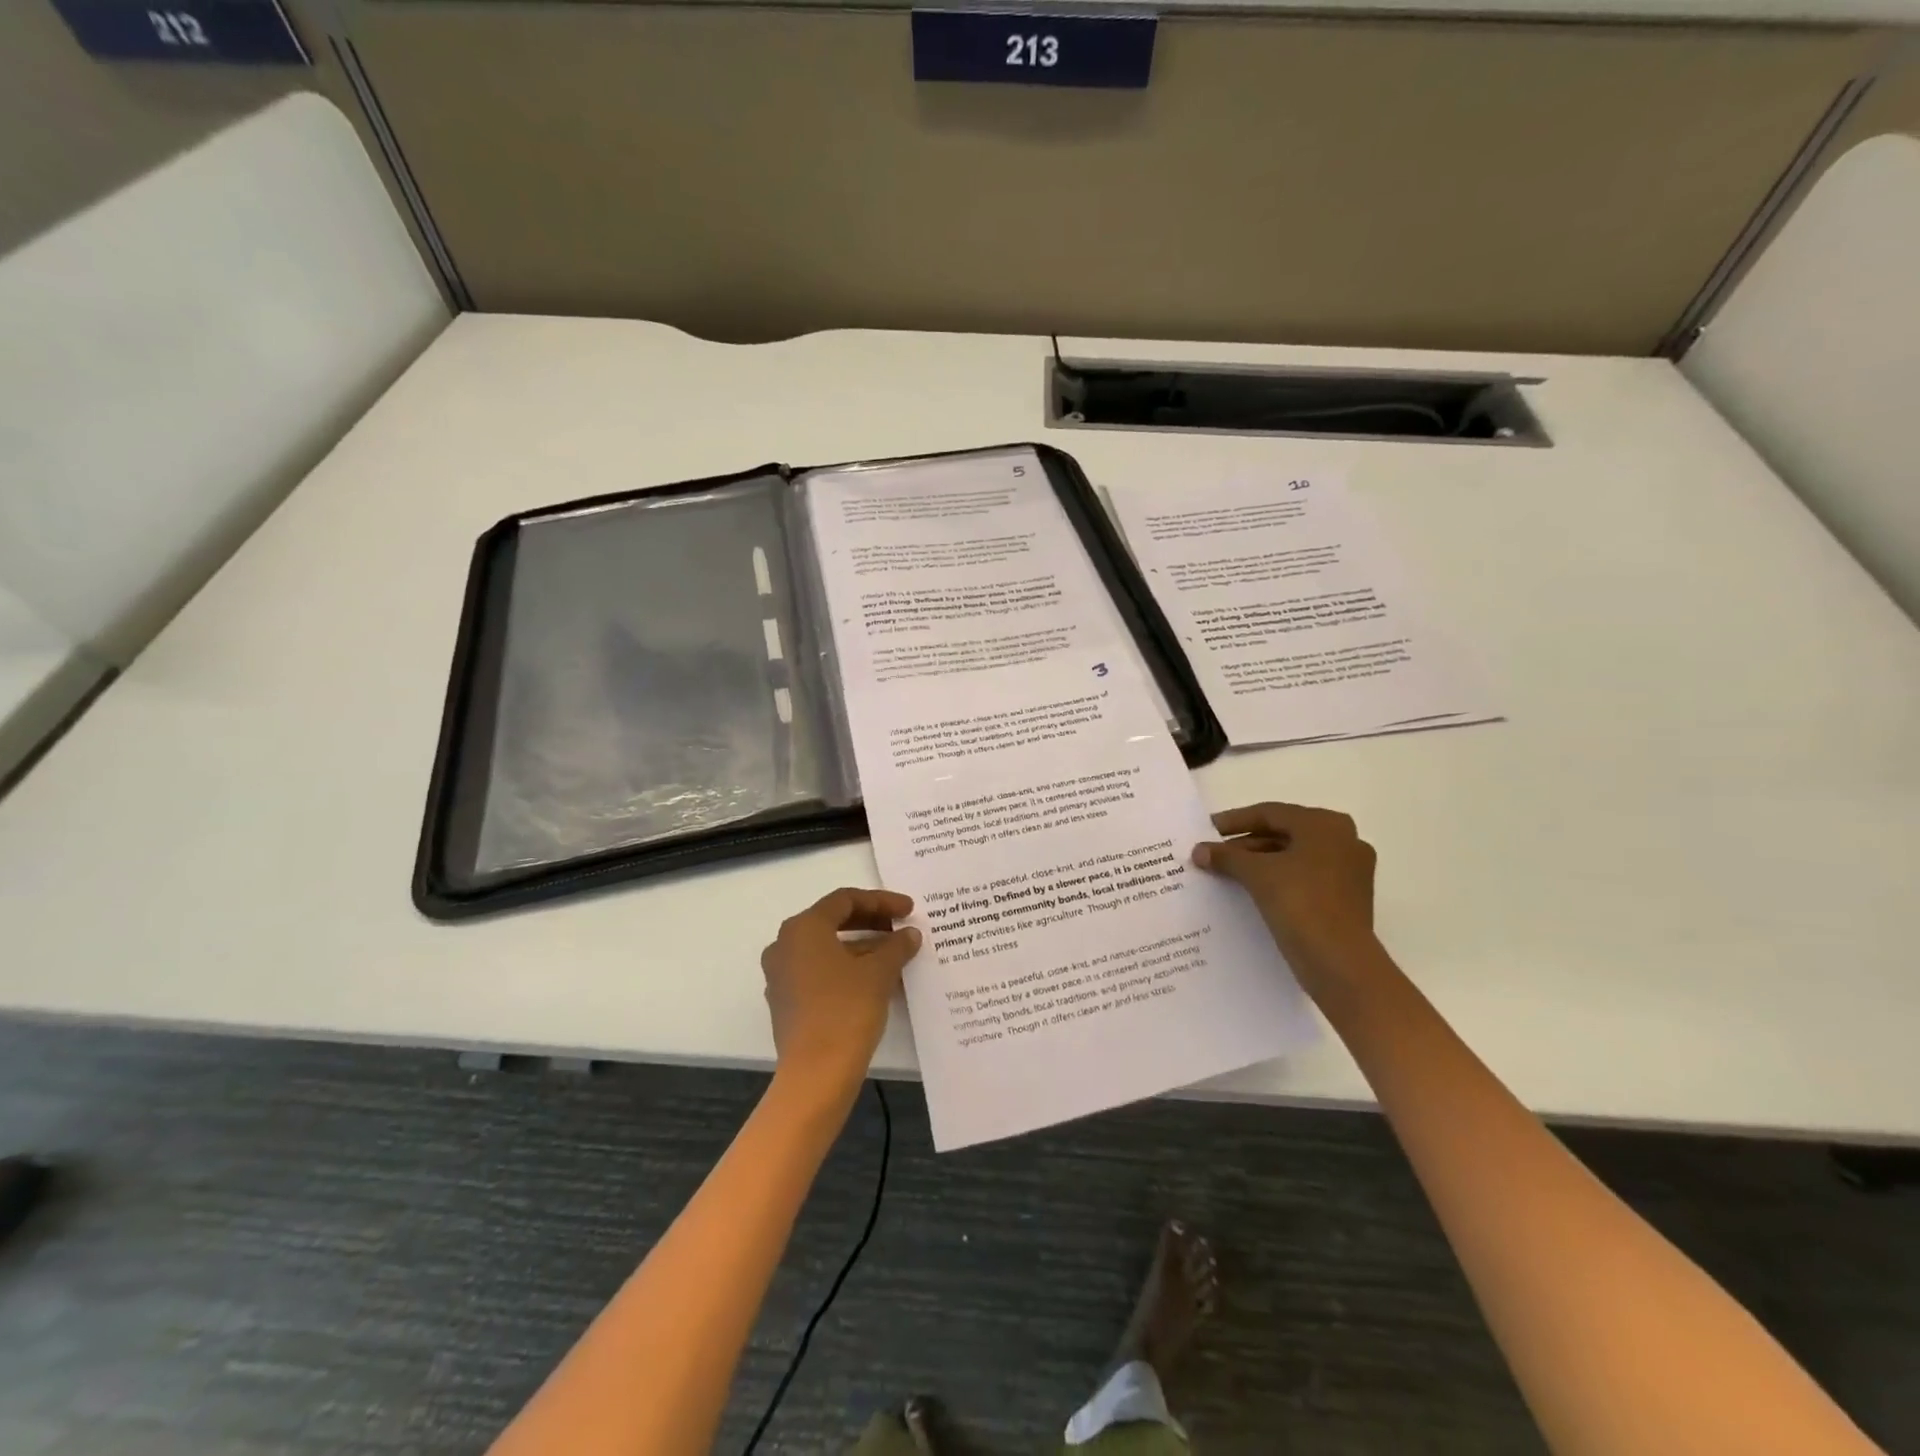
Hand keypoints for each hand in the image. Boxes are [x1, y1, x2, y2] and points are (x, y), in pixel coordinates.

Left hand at [761, 887, 920, 1090]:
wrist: (816, 1073)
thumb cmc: (846, 1010)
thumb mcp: (879, 972)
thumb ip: (896, 946)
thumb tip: (909, 934)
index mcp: (804, 928)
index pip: (845, 900)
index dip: (881, 901)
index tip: (909, 910)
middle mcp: (785, 944)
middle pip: (832, 920)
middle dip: (871, 921)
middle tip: (901, 927)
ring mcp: (781, 974)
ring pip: (826, 948)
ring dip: (862, 946)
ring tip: (895, 955)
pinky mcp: (786, 1000)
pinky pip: (819, 971)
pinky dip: (847, 968)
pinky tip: (876, 980)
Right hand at [1192, 802, 1378, 995]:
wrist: (1340, 963)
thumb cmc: (1300, 903)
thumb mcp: (1256, 874)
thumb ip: (1226, 856)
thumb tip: (1199, 850)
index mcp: (1326, 825)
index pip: (1270, 813)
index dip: (1234, 820)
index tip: (1207, 830)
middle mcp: (1344, 841)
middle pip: (1283, 834)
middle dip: (1245, 844)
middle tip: (1214, 854)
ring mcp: (1349, 872)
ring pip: (1293, 857)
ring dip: (1259, 863)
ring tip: (1226, 873)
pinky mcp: (1346, 899)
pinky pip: (1304, 878)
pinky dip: (1277, 880)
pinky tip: (1250, 891)